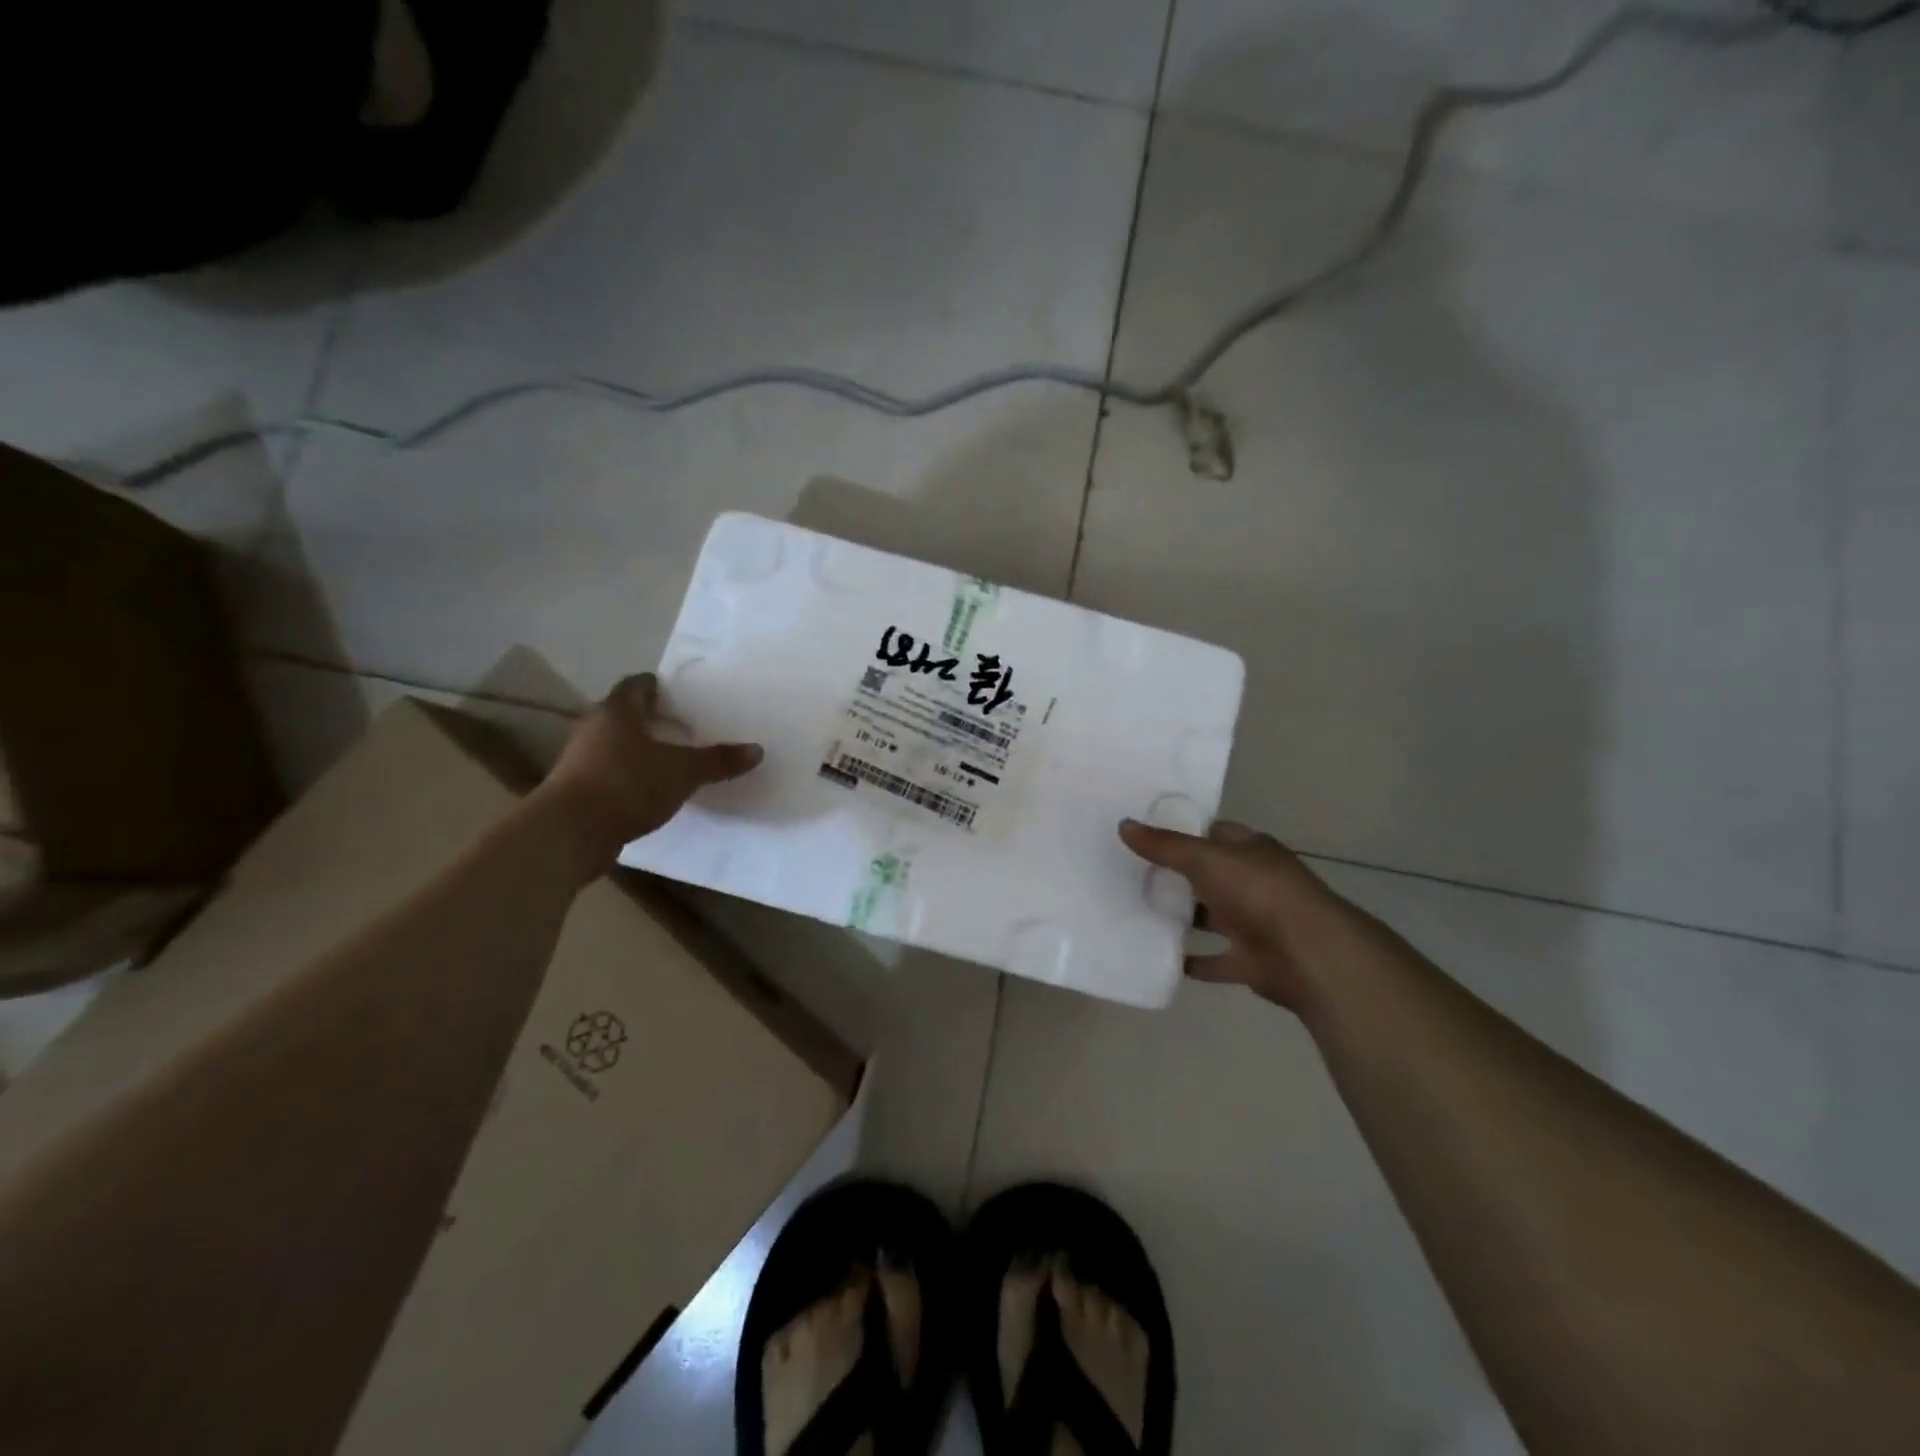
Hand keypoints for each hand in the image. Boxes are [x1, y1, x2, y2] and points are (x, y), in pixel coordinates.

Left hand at [534, 674, 762, 874]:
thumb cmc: (627, 785)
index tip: (679, 694)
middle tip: (683, 726)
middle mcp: (594, 729)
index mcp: (617, 712)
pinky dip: (630, 776)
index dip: (657, 686)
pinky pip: (610, 773)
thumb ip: (718, 760)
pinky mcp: (578, 790)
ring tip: (671, 759)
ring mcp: (581, 761)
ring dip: (640, 749)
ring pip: (616, 745)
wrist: (570, 833)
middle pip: (625, 715)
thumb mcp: (683, 772)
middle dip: (652, 719)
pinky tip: (651, 790)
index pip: (636, 685)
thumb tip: (756, 750)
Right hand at [1118, 818, 1351, 1013]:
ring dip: (1185, 917)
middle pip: (1210, 875)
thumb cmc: (1258, 892)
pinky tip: (1162, 957)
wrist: (1308, 954)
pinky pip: (1216, 960)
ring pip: (1212, 916)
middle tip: (1132, 875)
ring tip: (1139, 913)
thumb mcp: (1204, 859)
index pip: (1213, 833)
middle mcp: (1255, 883)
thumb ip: (1164, 845)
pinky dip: (1194, 961)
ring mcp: (1255, 923)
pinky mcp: (1251, 960)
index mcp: (1250, 851)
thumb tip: (1123, 825)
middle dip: (1177, 876)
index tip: (1146, 836)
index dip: (1183, 832)